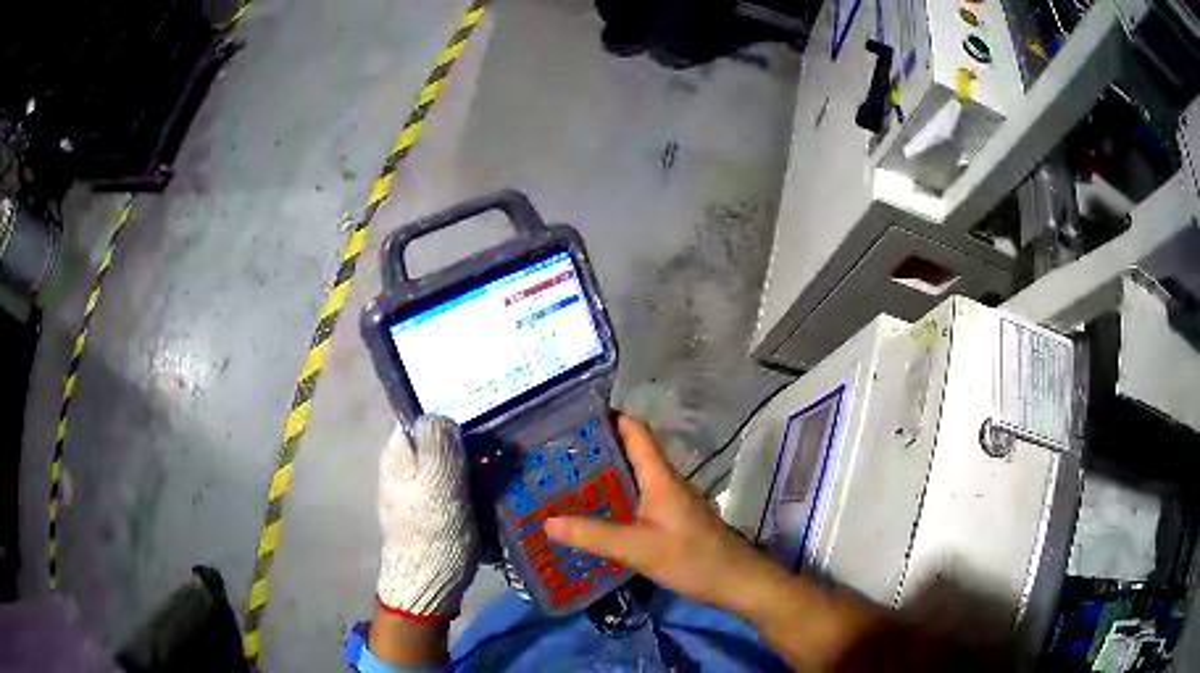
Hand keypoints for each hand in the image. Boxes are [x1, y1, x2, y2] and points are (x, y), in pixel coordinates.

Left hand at [376, 416, 479, 618]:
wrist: (429, 579)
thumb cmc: (431, 527)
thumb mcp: (437, 478)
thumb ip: (437, 441)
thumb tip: (441, 415)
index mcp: (398, 452)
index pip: (420, 416)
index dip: (448, 413)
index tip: (479, 418)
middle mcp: (403, 466)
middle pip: (436, 440)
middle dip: (464, 441)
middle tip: (496, 445)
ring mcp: (417, 490)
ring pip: (448, 464)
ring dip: (472, 464)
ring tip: (500, 465)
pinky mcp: (432, 510)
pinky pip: (454, 486)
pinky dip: (471, 485)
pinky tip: (491, 490)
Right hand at [544, 413, 779, 614]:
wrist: (736, 582)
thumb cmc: (693, 558)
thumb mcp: (639, 548)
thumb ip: (594, 535)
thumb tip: (547, 521)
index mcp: (660, 477)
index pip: (635, 431)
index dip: (608, 418)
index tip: (573, 416)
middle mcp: (665, 482)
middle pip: (630, 453)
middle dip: (596, 449)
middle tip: (555, 454)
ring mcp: (670, 502)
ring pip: (633, 478)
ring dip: (604, 475)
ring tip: (565, 481)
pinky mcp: (671, 521)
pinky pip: (638, 500)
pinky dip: (615, 499)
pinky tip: (595, 514)